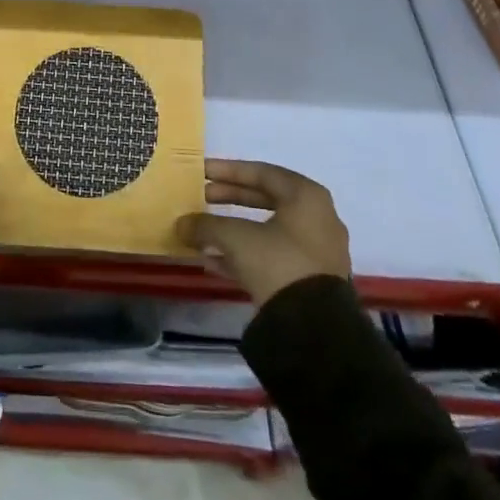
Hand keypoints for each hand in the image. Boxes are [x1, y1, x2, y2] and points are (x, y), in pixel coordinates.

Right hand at [175, 159, 350, 306]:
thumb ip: (205, 225)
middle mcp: (317, 218)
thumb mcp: (234, 238)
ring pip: (267, 229)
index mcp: (306, 197)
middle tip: (201, 197)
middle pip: (266, 199)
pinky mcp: (311, 279)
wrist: (314, 329)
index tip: (202, 171)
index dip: (227, 170)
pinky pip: (273, 256)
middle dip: (230, 198)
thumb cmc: (277, 263)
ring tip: (203, 230)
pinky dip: (245, 253)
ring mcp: (316, 251)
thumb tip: (181, 225)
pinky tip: (214, 261)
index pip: (262, 172)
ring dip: (234, 228)